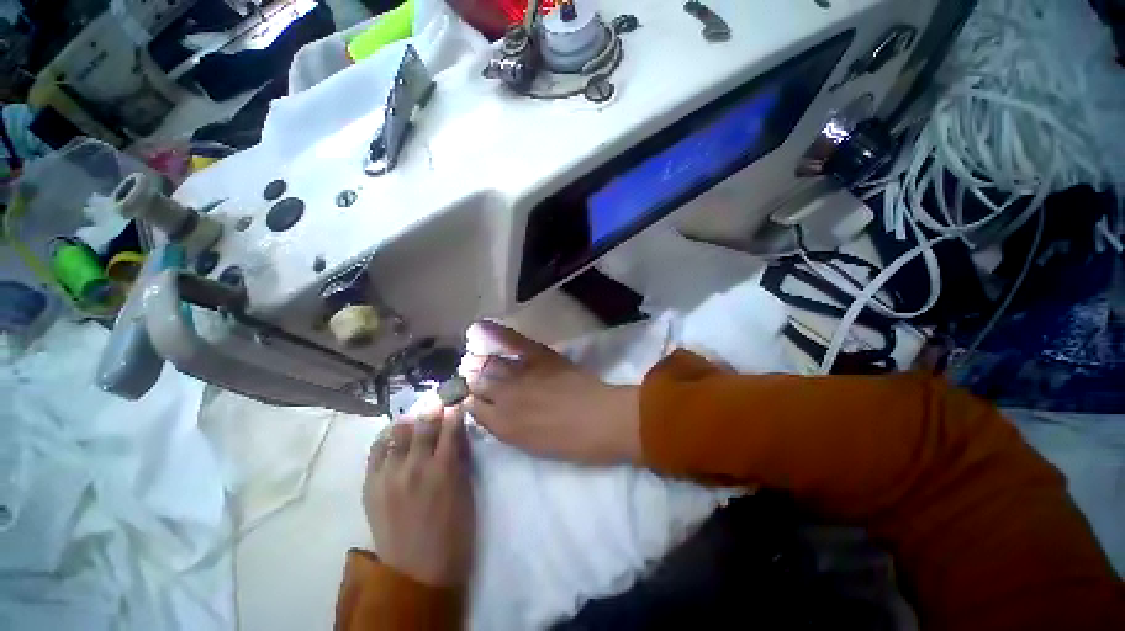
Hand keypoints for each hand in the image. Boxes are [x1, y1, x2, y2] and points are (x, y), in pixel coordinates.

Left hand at [364, 403, 473, 586]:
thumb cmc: (453, 531)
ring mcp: (389, 475)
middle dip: (433, 408)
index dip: (454, 410)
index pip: (450, 425)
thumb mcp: (466, 491)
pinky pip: (376, 450)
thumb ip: (460, 458)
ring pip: (397, 431)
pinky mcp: (371, 485)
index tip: (457, 402)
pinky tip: (395, 434)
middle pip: (422, 422)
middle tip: (438, 403)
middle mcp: (415, 466)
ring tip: (416, 419)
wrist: (416, 570)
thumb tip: (456, 432)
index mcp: (444, 469)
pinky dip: (387, 437)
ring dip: (410, 421)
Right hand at [459, 321, 641, 464]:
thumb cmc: (573, 443)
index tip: (473, 397)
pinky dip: (494, 333)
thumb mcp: (534, 446)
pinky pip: (512, 342)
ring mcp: (521, 374)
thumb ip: (510, 430)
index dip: (471, 401)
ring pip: (488, 364)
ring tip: (475, 358)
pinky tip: (479, 328)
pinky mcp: (539, 356)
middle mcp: (505, 398)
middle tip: (473, 375)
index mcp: (504, 426)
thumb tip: (495, 415)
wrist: (602, 420)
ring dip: (478, 361)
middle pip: (477, 384)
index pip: (473, 409)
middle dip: (472, 380)